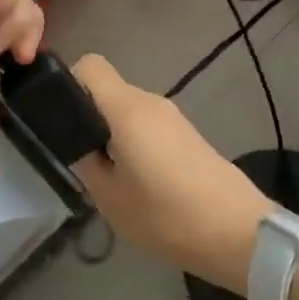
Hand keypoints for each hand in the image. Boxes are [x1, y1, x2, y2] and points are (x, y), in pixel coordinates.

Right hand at [69, 55, 278, 293]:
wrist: (239, 233)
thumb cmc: (168, 216)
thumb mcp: (111, 199)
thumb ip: (86, 164)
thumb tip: (77, 144)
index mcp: (127, 109)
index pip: (90, 66)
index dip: (68, 83)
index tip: (59, 118)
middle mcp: (150, 101)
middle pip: (107, 90)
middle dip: (87, 116)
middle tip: (78, 158)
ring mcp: (172, 116)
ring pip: (126, 110)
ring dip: (110, 133)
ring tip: (107, 176)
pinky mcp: (186, 134)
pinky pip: (146, 124)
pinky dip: (132, 142)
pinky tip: (135, 181)